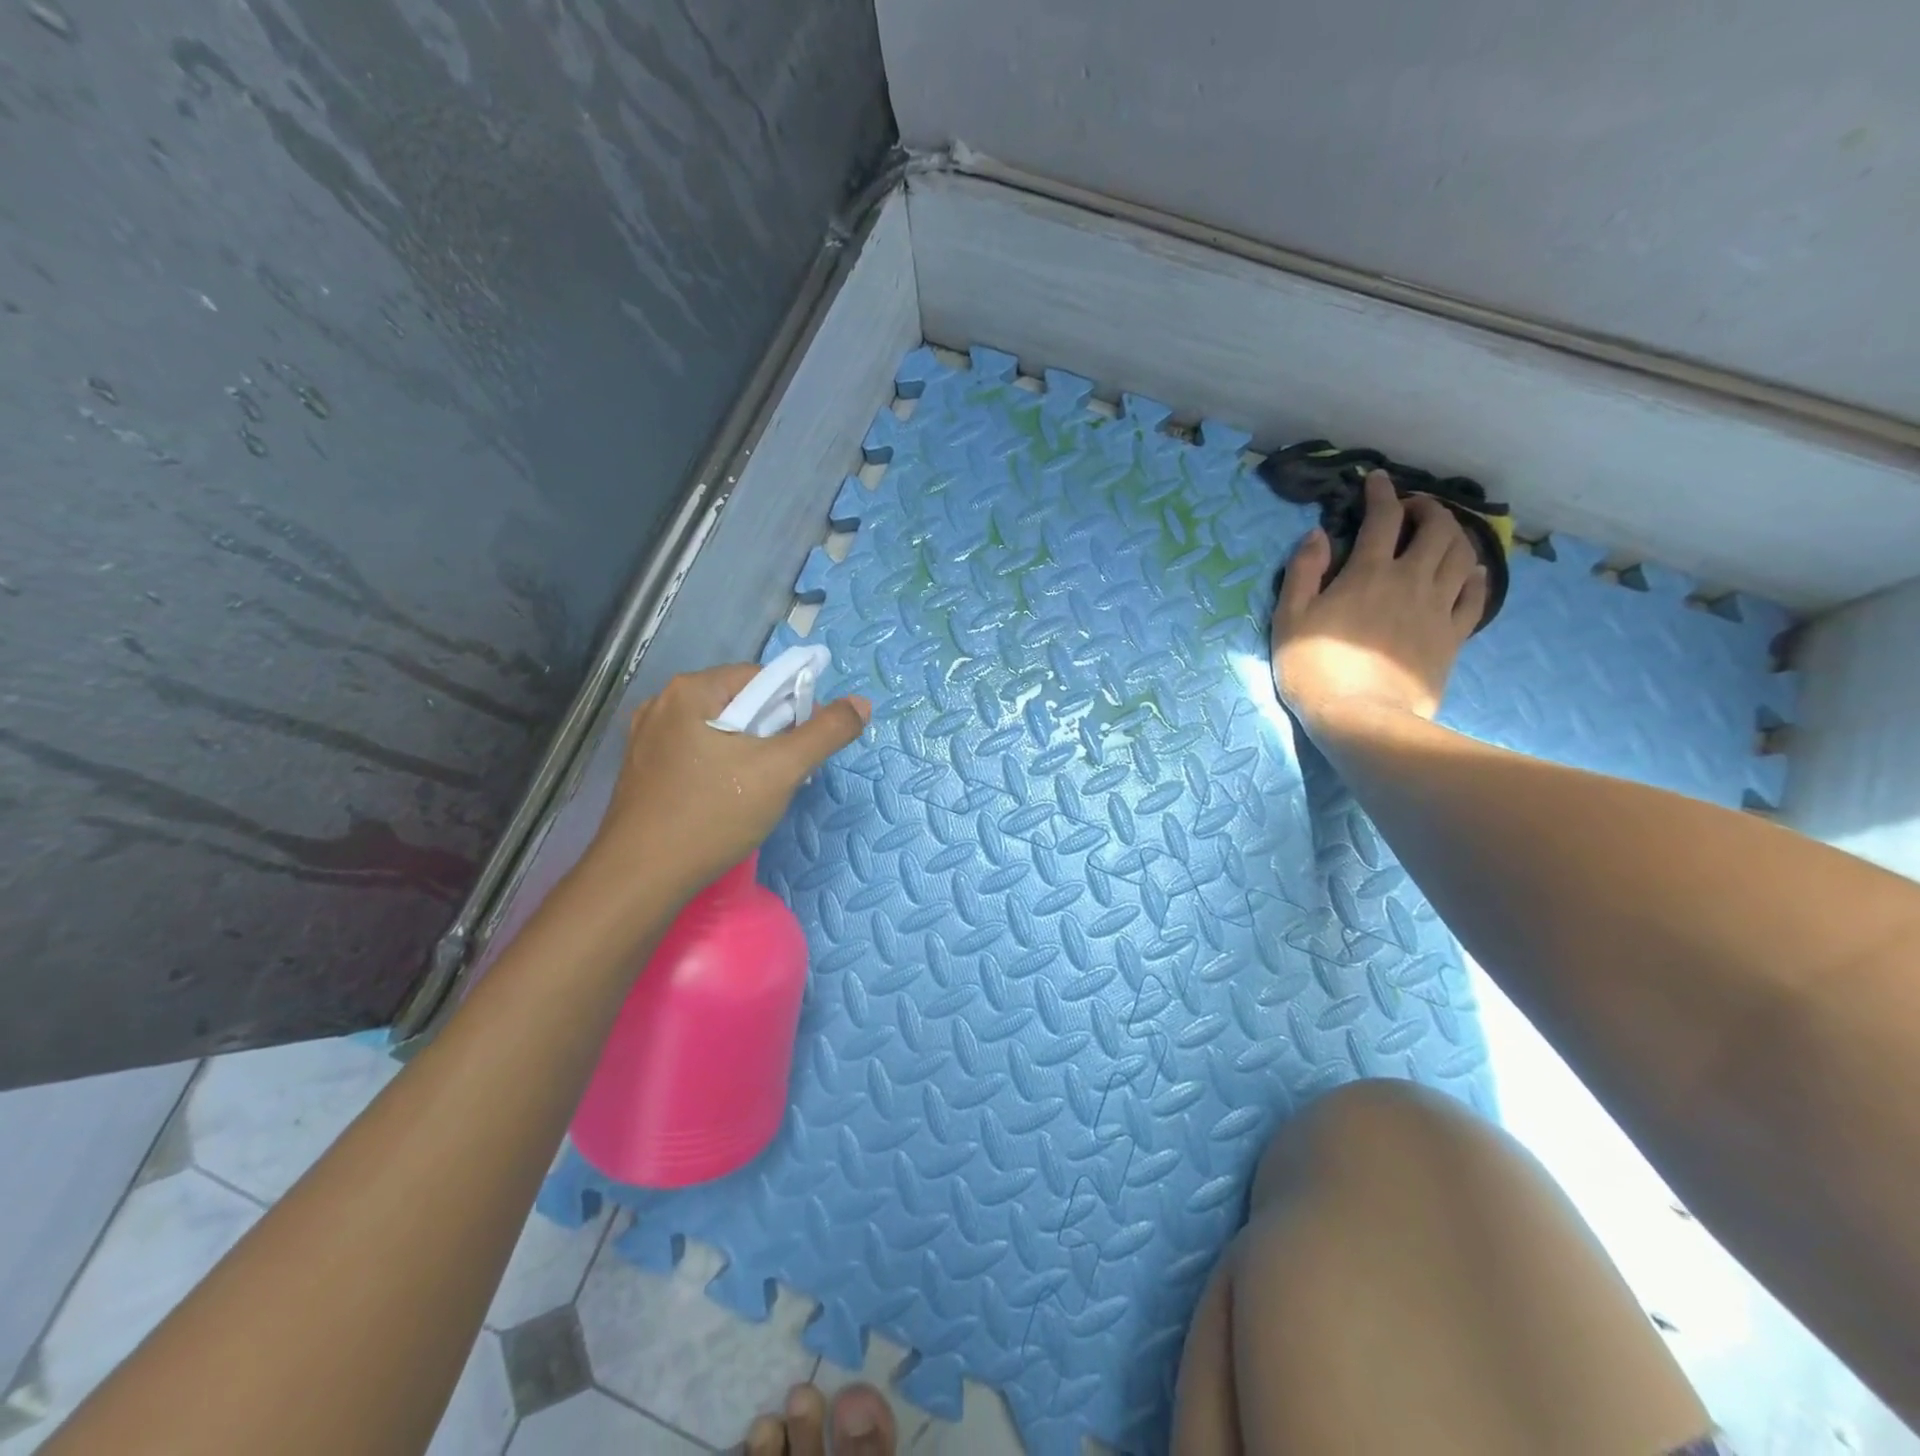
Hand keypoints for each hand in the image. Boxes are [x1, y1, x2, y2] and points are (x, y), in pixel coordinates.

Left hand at [581, 663, 870, 910]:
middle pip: (740, 703)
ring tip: (757, 792)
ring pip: (718, 731)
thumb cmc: (712, 815)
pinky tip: (725, 801)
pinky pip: (696, 754)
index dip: (793, 707)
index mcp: (691, 690)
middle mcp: (662, 703)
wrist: (640, 879)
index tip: (805, 746)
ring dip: (748, 753)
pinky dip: (720, 769)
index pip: (762, 678)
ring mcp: (646, 738)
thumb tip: (861, 703)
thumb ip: (826, 732)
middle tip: (783, 774)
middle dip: (771, 734)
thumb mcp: (781, 770)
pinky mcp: (642, 770)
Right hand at [1271, 471, 1486, 738]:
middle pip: (1436, 529)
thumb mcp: (1290, 619)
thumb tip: (1319, 534)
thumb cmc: (1315, 669)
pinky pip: (1475, 597)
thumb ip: (1304, 572)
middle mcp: (1411, 580)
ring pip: (1461, 556)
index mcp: (1369, 573)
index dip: (1381, 493)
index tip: (1376, 480)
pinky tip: (1469, 573)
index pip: (1382, 518)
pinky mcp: (1453, 636)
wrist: (1361, 718)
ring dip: (1455, 535)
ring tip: (1442, 535)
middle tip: (1412, 509)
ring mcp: (1438, 608)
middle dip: (1427, 508)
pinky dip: (1475, 576)